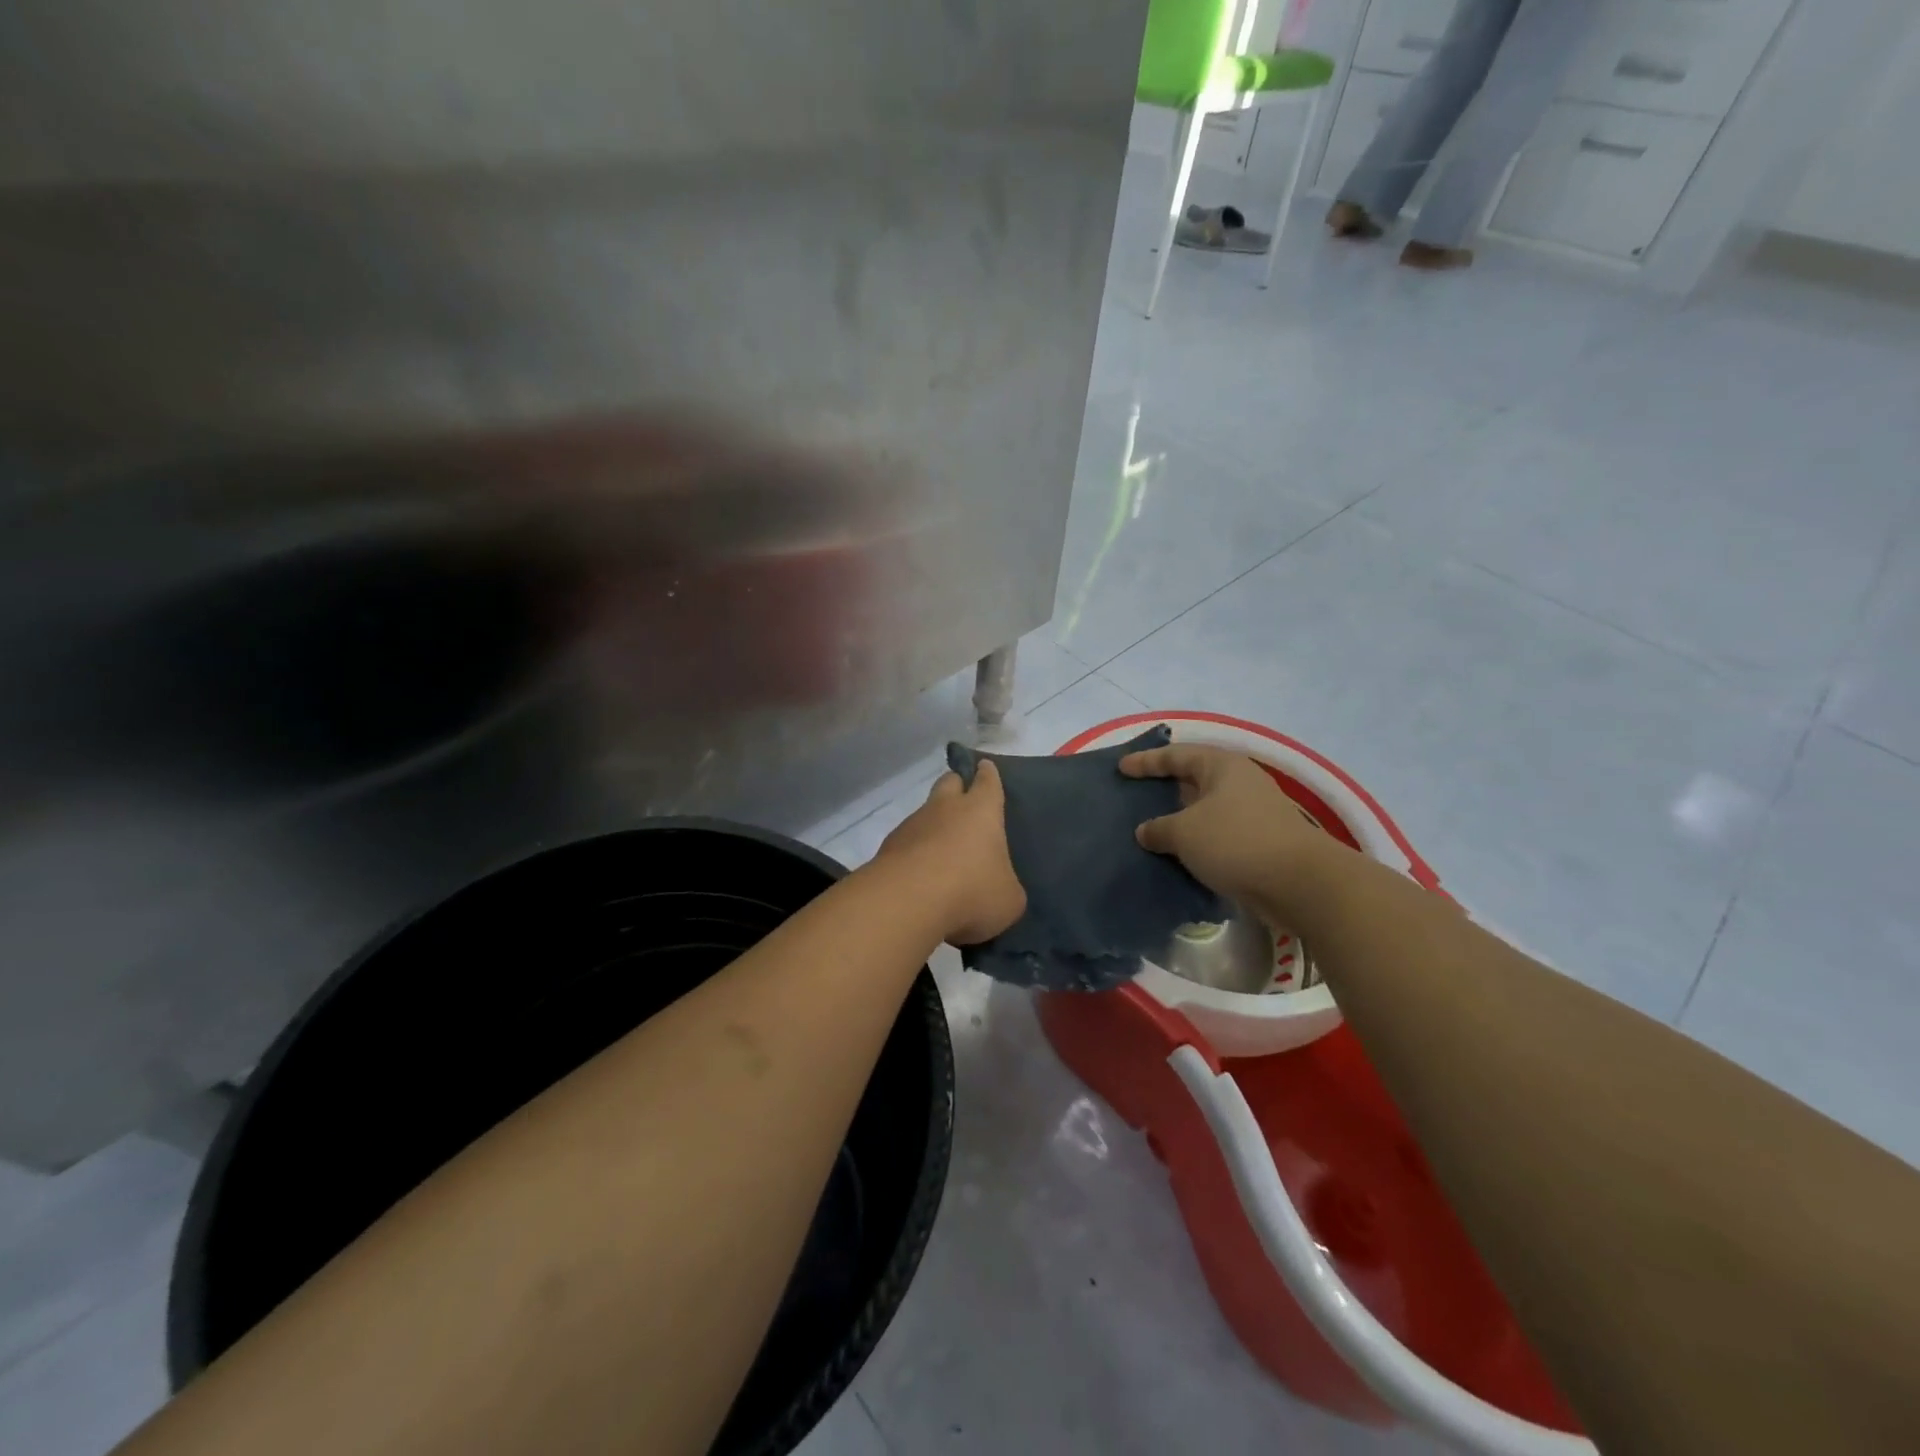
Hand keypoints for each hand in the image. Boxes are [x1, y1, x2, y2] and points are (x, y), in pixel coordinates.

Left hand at [874, 761, 1026, 945]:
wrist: (907, 902)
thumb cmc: (971, 891)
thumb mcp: (1008, 899)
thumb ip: (1007, 887)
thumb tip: (999, 889)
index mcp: (981, 810)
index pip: (987, 781)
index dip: (987, 774)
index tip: (985, 767)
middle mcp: (945, 808)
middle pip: (949, 782)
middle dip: (957, 785)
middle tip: (964, 800)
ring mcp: (912, 825)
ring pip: (925, 813)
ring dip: (934, 824)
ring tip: (943, 852)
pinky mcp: (888, 847)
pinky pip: (907, 841)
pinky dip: (915, 851)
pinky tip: (921, 875)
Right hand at [1120, 743, 1328, 905]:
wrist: (1300, 884)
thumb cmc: (1236, 842)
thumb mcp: (1185, 832)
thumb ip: (1158, 829)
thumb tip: (1146, 831)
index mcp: (1222, 766)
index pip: (1176, 755)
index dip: (1146, 762)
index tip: (1121, 768)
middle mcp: (1239, 783)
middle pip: (1193, 779)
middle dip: (1165, 788)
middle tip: (1135, 796)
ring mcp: (1254, 813)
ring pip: (1206, 810)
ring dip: (1181, 819)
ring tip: (1151, 829)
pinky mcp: (1261, 842)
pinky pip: (1218, 834)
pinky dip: (1197, 841)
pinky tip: (1178, 855)